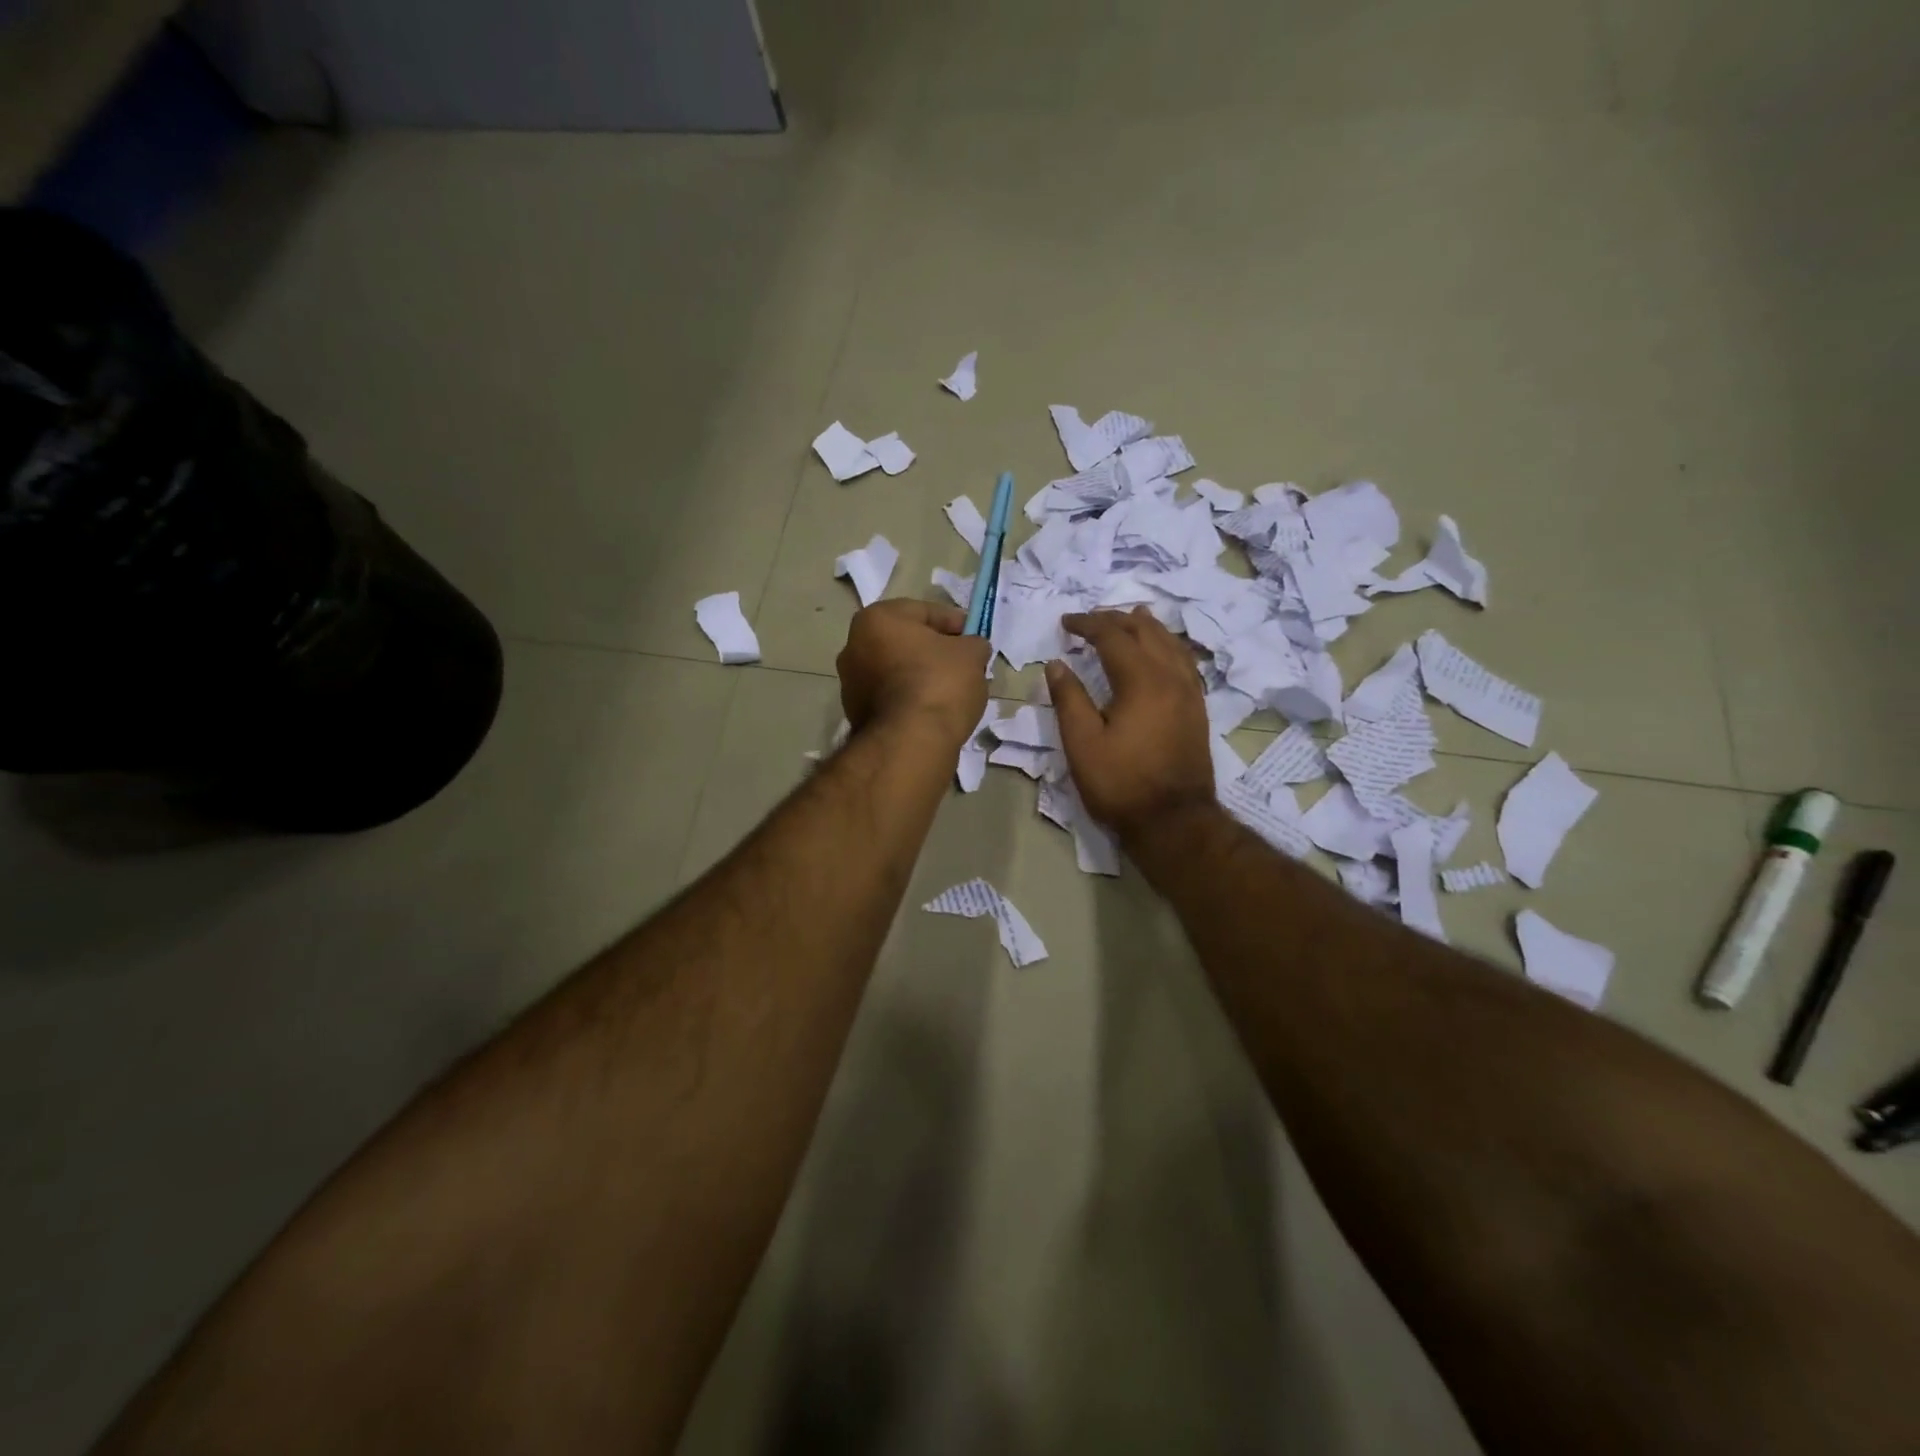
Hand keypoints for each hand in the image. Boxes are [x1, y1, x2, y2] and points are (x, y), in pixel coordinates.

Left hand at [838, 599, 990, 748]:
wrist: (910, 742)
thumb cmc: (939, 683)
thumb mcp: (972, 654)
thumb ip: (973, 643)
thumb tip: (971, 648)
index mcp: (877, 619)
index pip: (924, 611)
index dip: (955, 623)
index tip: (974, 638)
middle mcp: (854, 646)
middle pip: (906, 641)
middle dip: (935, 650)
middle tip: (964, 663)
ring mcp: (850, 683)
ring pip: (896, 670)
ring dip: (921, 675)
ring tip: (952, 690)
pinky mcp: (855, 714)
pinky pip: (891, 697)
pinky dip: (910, 699)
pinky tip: (933, 710)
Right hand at [1047, 607, 1214, 841]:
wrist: (1174, 822)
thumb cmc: (1121, 784)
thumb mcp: (1082, 743)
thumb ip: (1069, 698)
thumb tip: (1057, 664)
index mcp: (1142, 679)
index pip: (1112, 636)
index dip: (1087, 625)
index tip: (1065, 623)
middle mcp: (1171, 676)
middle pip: (1146, 631)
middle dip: (1116, 620)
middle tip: (1091, 621)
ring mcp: (1190, 692)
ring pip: (1171, 643)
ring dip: (1148, 628)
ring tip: (1132, 618)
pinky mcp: (1198, 709)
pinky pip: (1184, 662)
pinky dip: (1168, 647)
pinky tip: (1162, 653)